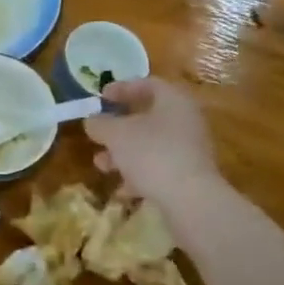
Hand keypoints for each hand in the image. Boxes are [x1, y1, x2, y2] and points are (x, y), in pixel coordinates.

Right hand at [84, 77, 226, 210]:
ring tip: (102, 165)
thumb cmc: (151, 153)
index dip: (121, 88)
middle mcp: (186, 121)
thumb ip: (100, 123)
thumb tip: (92, 121)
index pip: (147, 84)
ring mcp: (190, 150)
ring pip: (151, 145)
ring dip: (124, 153)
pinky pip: (159, 167)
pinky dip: (139, 174)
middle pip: (148, 117)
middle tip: (98, 133)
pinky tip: (122, 189)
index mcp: (173, 101)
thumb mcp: (116, 134)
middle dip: (118, 127)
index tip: (100, 97)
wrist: (191, 201)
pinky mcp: (190, 176)